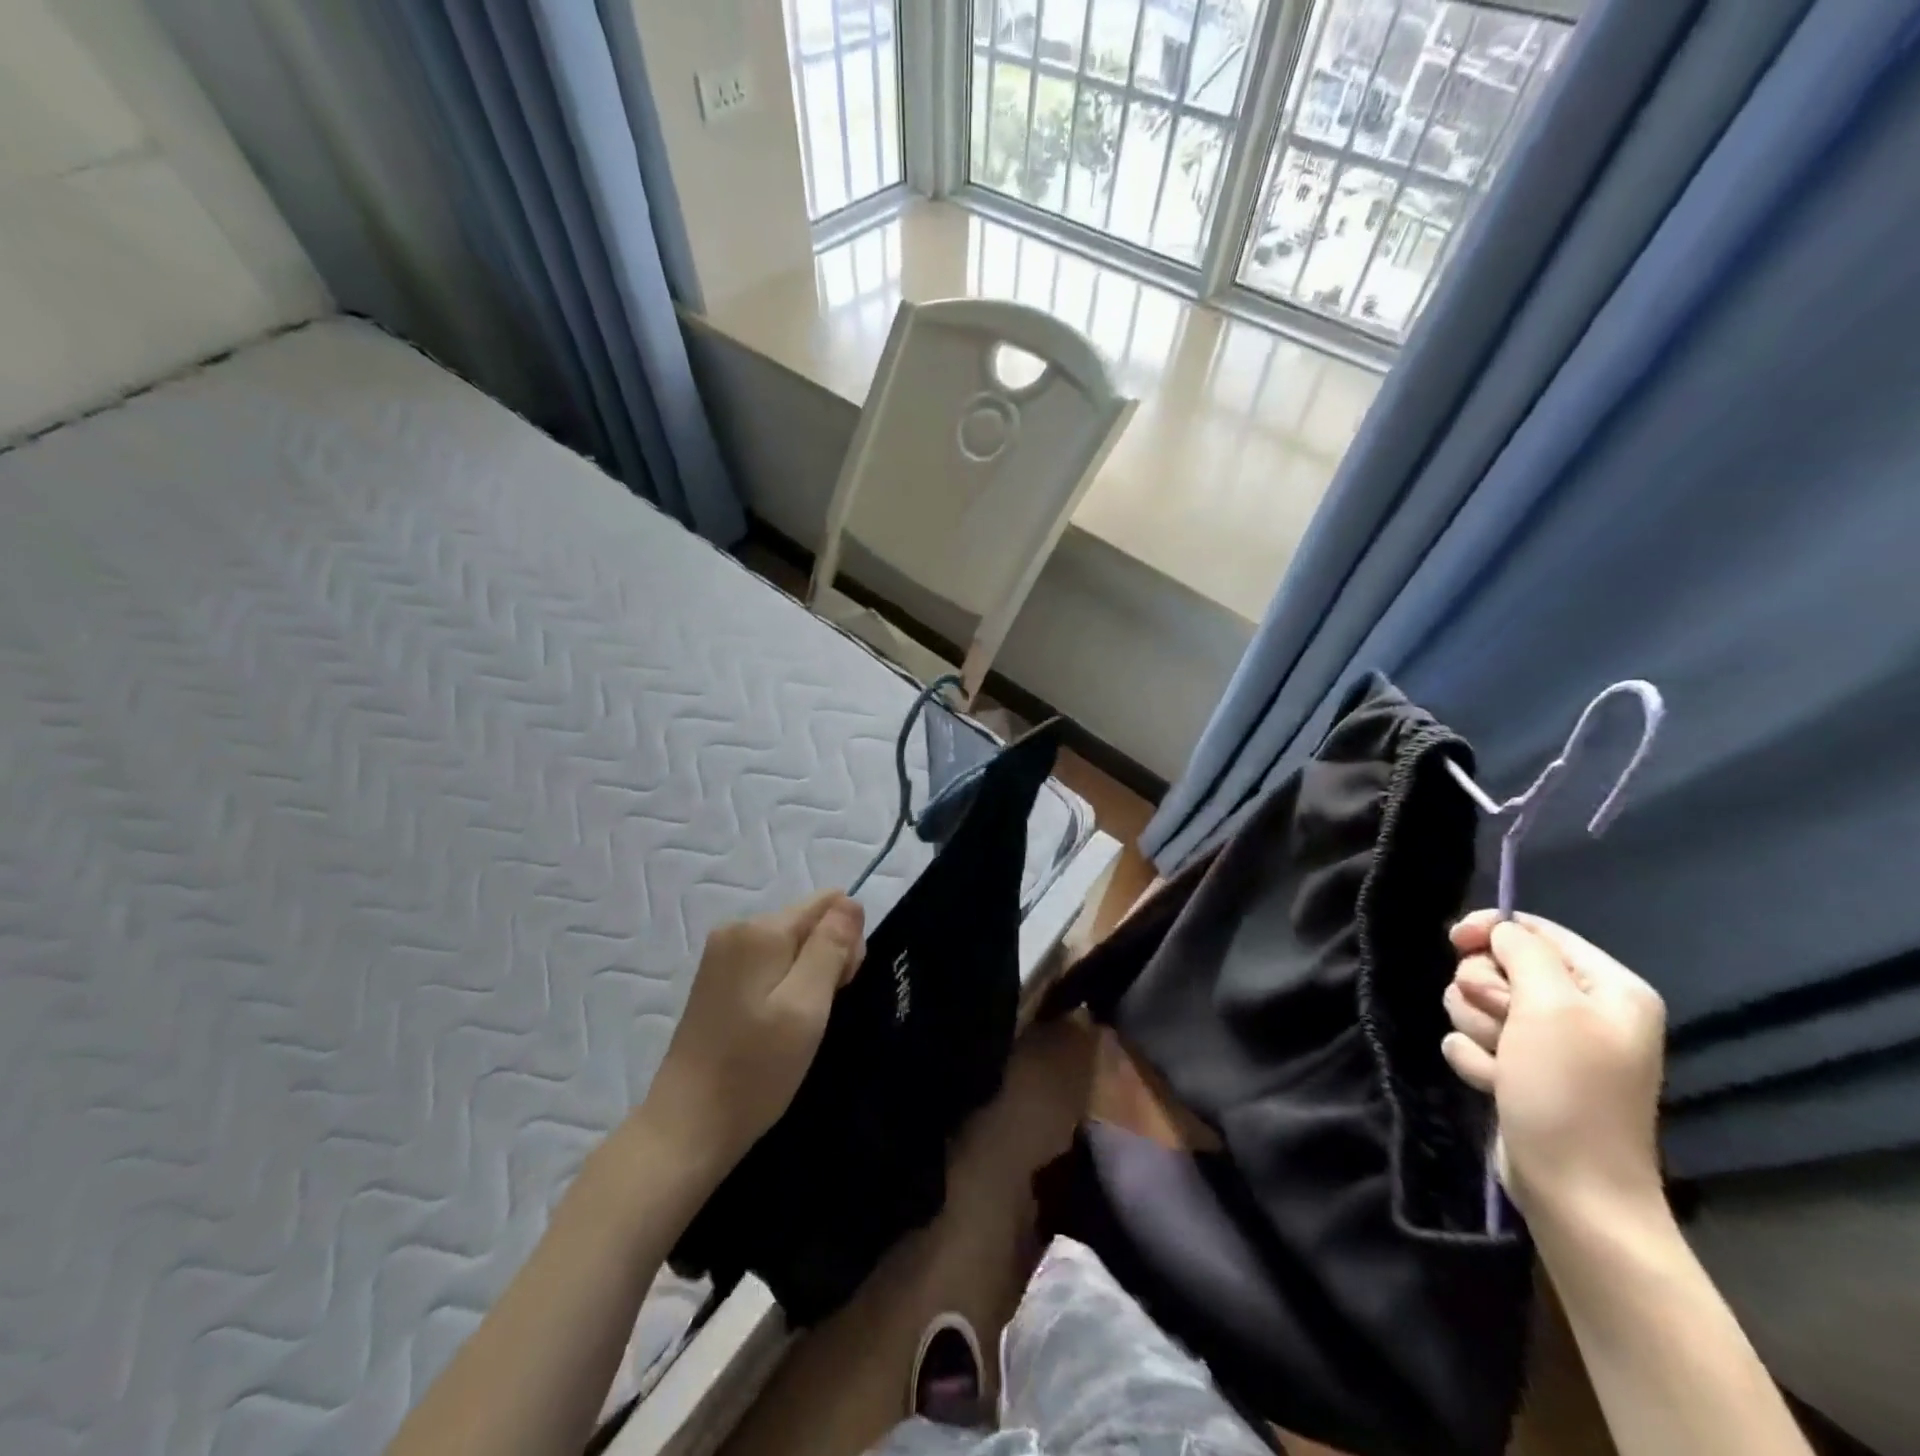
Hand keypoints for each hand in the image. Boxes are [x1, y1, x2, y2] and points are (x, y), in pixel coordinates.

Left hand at [640, 891, 865, 1176]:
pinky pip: (770, 965)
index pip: (827, 904)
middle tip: (818, 1014)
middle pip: (808, 922)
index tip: (840, 987)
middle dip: (828, 958)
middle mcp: (737, 930)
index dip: (846, 941)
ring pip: (791, 945)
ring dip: (808, 977)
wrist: (686, 1128)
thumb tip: (850, 902)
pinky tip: (779, 1025)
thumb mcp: (807, 1006)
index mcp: (760, 930)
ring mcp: (722, 956)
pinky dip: (786, 987)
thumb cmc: (754, 1070)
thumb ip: (831, 947)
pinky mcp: (717, 981)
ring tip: (800, 1025)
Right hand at [1442, 912, 1666, 1226]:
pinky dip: (1474, 1060)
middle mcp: (1580, 1010)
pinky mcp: (1518, 1069)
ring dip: (1477, 1029)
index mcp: (1608, 988)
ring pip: (1476, 1002)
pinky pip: (1472, 1040)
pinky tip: (1495, 1085)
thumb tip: (1498, 931)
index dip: (1490, 930)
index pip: (1535, 930)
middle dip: (1484, 992)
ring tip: (1502, 1064)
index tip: (1456, 941)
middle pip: (1497, 965)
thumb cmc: (1569, 1090)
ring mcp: (1547, 1043)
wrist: (1571, 1188)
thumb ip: (1523, 951)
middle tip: (1504, 1024)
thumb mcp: (1550, 1006)